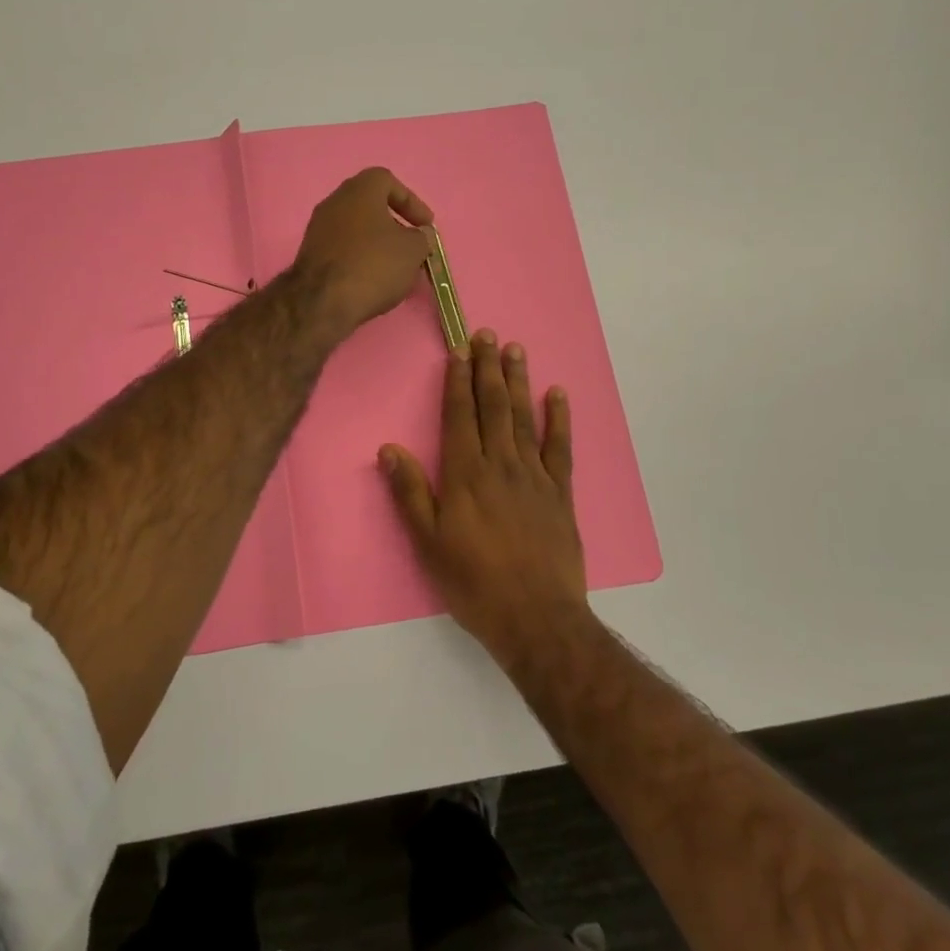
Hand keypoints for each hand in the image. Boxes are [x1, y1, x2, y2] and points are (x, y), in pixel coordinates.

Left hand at [291, 167, 434, 341]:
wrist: (322, 302)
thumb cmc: (373, 265)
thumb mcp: (413, 250)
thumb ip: (422, 238)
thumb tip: (419, 236)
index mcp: (359, 190)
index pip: (387, 181)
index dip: (411, 202)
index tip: (425, 226)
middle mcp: (334, 202)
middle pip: (370, 206)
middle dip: (394, 226)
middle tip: (411, 246)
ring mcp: (318, 229)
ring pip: (356, 230)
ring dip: (377, 245)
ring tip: (396, 270)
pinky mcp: (310, 255)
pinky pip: (343, 250)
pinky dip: (360, 260)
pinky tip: (372, 281)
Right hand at [379, 330, 592, 665]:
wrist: (535, 617)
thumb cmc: (473, 582)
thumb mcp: (428, 542)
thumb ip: (410, 492)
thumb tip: (389, 448)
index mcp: (466, 474)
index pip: (460, 415)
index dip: (457, 381)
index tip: (458, 350)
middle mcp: (500, 464)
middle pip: (493, 406)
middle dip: (487, 368)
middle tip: (487, 334)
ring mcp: (534, 476)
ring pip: (523, 418)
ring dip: (518, 382)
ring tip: (515, 350)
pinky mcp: (560, 492)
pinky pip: (559, 447)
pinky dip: (559, 419)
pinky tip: (558, 395)